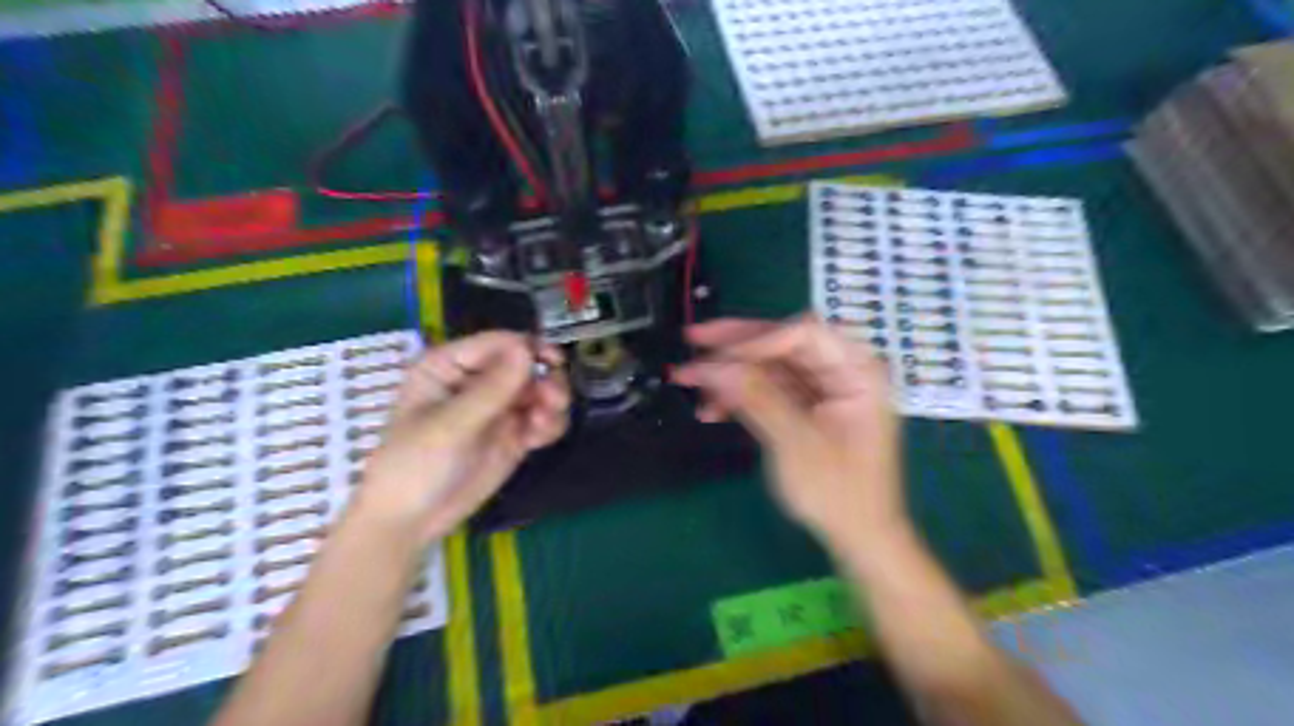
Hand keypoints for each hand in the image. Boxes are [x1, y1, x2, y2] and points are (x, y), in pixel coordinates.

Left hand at [354, 332, 572, 541]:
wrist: (410, 522)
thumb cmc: (414, 466)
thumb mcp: (450, 426)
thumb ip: (491, 388)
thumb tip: (526, 348)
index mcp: (450, 365)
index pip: (499, 343)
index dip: (529, 349)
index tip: (554, 364)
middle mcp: (477, 380)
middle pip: (527, 364)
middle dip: (545, 380)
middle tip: (553, 401)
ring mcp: (498, 408)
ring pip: (540, 390)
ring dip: (551, 403)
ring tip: (543, 425)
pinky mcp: (513, 434)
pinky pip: (542, 417)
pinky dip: (549, 424)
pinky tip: (539, 440)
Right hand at [672, 315, 900, 549]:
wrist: (858, 538)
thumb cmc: (839, 494)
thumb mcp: (796, 444)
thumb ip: (757, 398)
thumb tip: (715, 365)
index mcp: (857, 371)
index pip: (805, 333)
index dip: (759, 338)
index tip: (718, 354)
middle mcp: (840, 371)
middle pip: (783, 343)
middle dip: (735, 347)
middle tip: (693, 339)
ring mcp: (822, 389)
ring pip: (769, 365)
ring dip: (730, 373)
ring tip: (689, 380)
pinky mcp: (805, 407)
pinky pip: (768, 389)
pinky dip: (739, 396)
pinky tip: (710, 408)